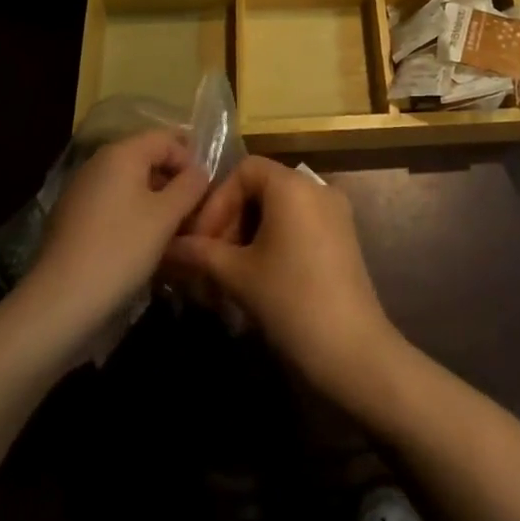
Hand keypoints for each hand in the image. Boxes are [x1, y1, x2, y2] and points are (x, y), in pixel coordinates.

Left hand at [25, 131, 209, 340]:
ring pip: (129, 183)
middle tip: (191, 211)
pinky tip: (140, 244)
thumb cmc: (121, 249)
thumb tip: (199, 171)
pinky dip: (131, 214)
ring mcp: (81, 190)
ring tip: (170, 231)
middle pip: (147, 158)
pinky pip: (112, 204)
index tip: (203, 192)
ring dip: (154, 200)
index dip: (190, 160)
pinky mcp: (71, 218)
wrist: (59, 303)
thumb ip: (190, 186)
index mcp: (122, 153)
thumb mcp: (166, 216)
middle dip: (172, 180)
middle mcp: (98, 163)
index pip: (167, 139)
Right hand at [166, 157, 402, 404]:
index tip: (200, 241)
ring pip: (279, 210)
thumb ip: (200, 254)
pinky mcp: (343, 236)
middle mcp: (316, 187)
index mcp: (292, 184)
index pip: (244, 171)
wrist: (353, 349)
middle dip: (229, 222)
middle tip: (209, 263)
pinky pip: (299, 225)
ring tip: (228, 276)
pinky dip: (273, 242)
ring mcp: (334, 211)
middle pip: (261, 188)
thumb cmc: (290, 301)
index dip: (217, 201)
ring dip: (248, 236)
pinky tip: (258, 279)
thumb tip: (167, 247)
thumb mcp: (238, 276)